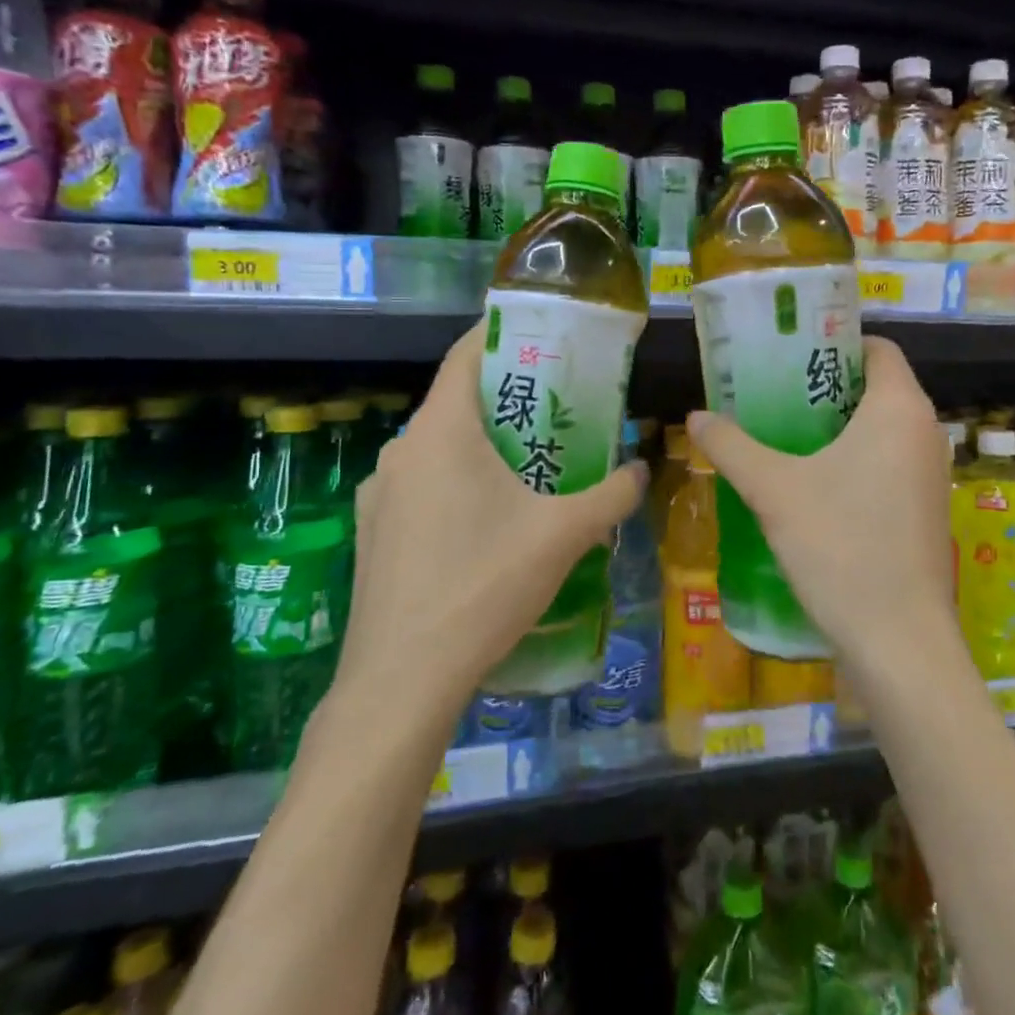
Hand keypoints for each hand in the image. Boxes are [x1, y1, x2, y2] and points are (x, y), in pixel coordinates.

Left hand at [334, 323, 646, 720]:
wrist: (402, 679)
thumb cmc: (484, 585)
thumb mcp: (562, 535)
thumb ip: (611, 496)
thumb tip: (642, 469)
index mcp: (441, 432)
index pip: (464, 355)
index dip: (500, 334)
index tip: (541, 336)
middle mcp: (401, 451)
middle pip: (456, 402)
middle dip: (506, 399)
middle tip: (557, 409)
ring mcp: (380, 494)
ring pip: (438, 448)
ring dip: (481, 445)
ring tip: (529, 465)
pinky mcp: (373, 532)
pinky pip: (421, 486)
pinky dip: (456, 482)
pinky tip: (488, 522)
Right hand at [685, 337, 955, 671]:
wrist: (899, 641)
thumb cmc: (841, 546)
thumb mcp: (774, 490)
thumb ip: (732, 446)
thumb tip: (696, 417)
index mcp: (899, 408)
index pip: (876, 348)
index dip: (833, 342)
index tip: (788, 354)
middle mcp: (925, 432)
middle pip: (876, 386)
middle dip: (825, 385)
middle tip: (772, 391)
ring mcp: (930, 474)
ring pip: (882, 427)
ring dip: (837, 425)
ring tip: (783, 432)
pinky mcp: (926, 509)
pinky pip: (888, 461)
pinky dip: (854, 457)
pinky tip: (812, 482)